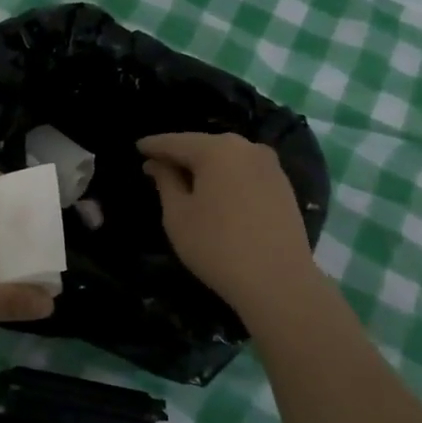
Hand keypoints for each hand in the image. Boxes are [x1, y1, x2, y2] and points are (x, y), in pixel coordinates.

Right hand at [139, 132, 317, 319]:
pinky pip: (245, 172)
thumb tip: (158, 163)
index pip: (175, 142)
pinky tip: (216, 192)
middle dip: (180, 154)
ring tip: (185, 180)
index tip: (138, 148)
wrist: (278, 281)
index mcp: (216, 150)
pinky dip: (226, 177)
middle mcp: (246, 148)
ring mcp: (270, 165)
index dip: (153, 145)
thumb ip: (166, 181)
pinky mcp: (283, 185)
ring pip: (227, 158)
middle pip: (203, 146)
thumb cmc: (216, 246)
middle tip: (157, 165)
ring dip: (205, 166)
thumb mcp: (178, 215)